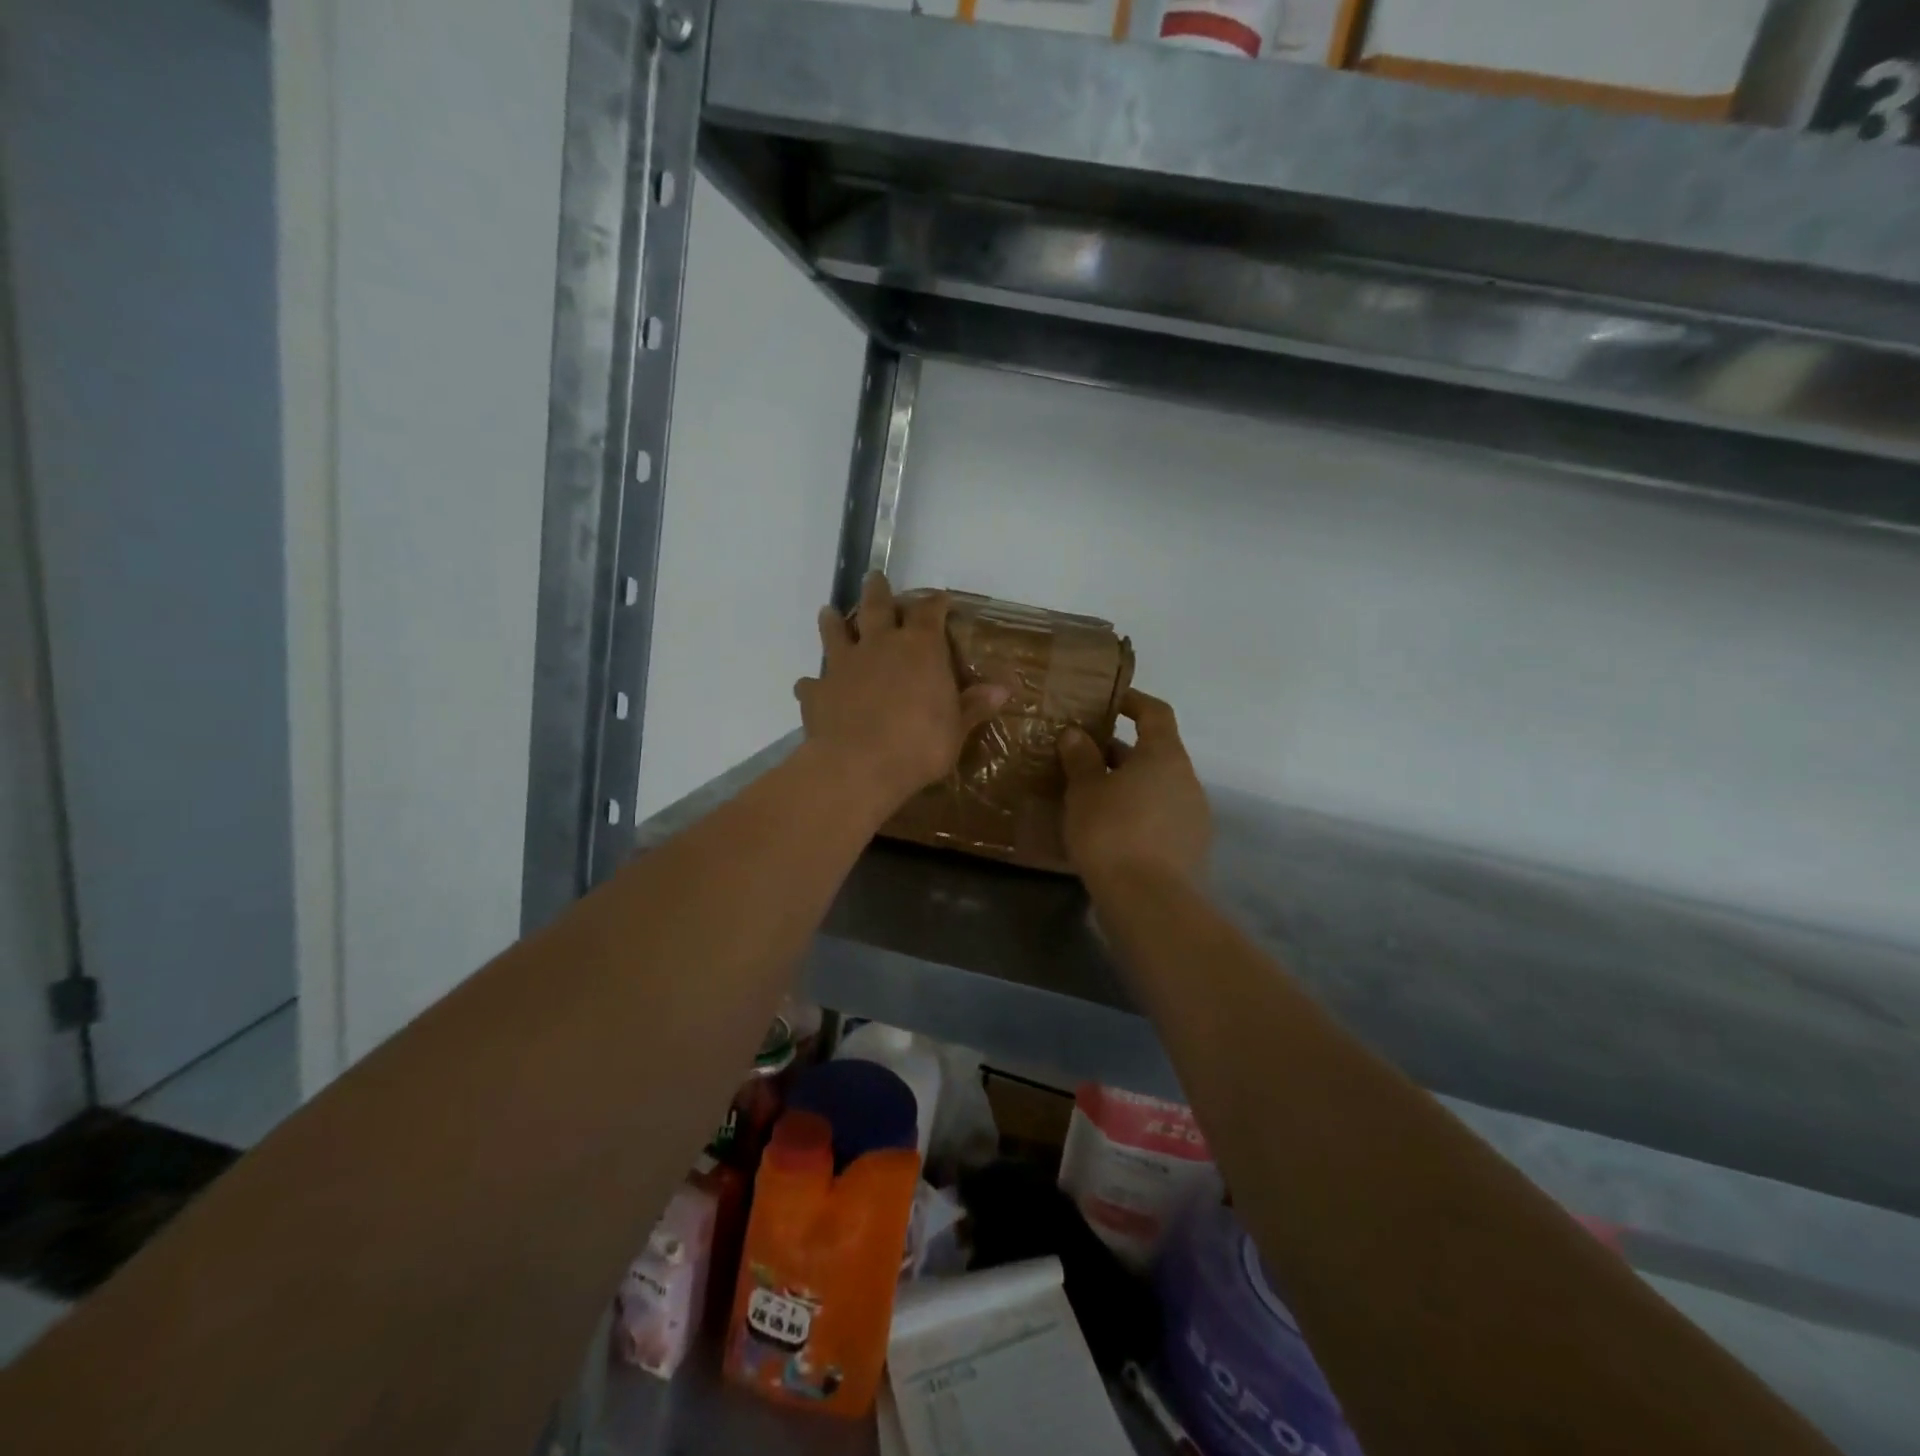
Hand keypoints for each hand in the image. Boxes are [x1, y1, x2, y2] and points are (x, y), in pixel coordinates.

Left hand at [794, 573, 1008, 814]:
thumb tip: (1003, 689)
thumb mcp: (956, 729)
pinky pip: (810, 682)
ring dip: (833, 622)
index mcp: (920, 649)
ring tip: (829, 613)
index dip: (934, 602)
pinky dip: (812, 683)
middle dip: (877, 591)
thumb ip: (974, 705)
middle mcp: (880, 646)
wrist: (859, 766)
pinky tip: (810, 687)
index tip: (939, 598)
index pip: (929, 612)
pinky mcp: (817, 691)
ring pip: (835, 632)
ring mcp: (843, 665)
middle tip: (874, 577)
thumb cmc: (919, 746)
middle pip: (876, 606)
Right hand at [1058, 690, 1210, 886]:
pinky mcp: (1190, 848)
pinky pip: (1160, 817)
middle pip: (1154, 753)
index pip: (1156, 713)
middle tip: (1082, 757)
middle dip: (1119, 752)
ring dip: (1127, 785)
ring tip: (1090, 796)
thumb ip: (1081, 758)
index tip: (1108, 702)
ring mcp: (1193, 816)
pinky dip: (1136, 814)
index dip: (1133, 701)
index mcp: (1165, 756)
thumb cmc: (1112, 831)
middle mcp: (1187, 780)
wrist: (1148, 901)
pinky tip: (1108, 830)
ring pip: (1156, 787)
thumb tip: (1076, 734)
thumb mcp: (1085, 791)